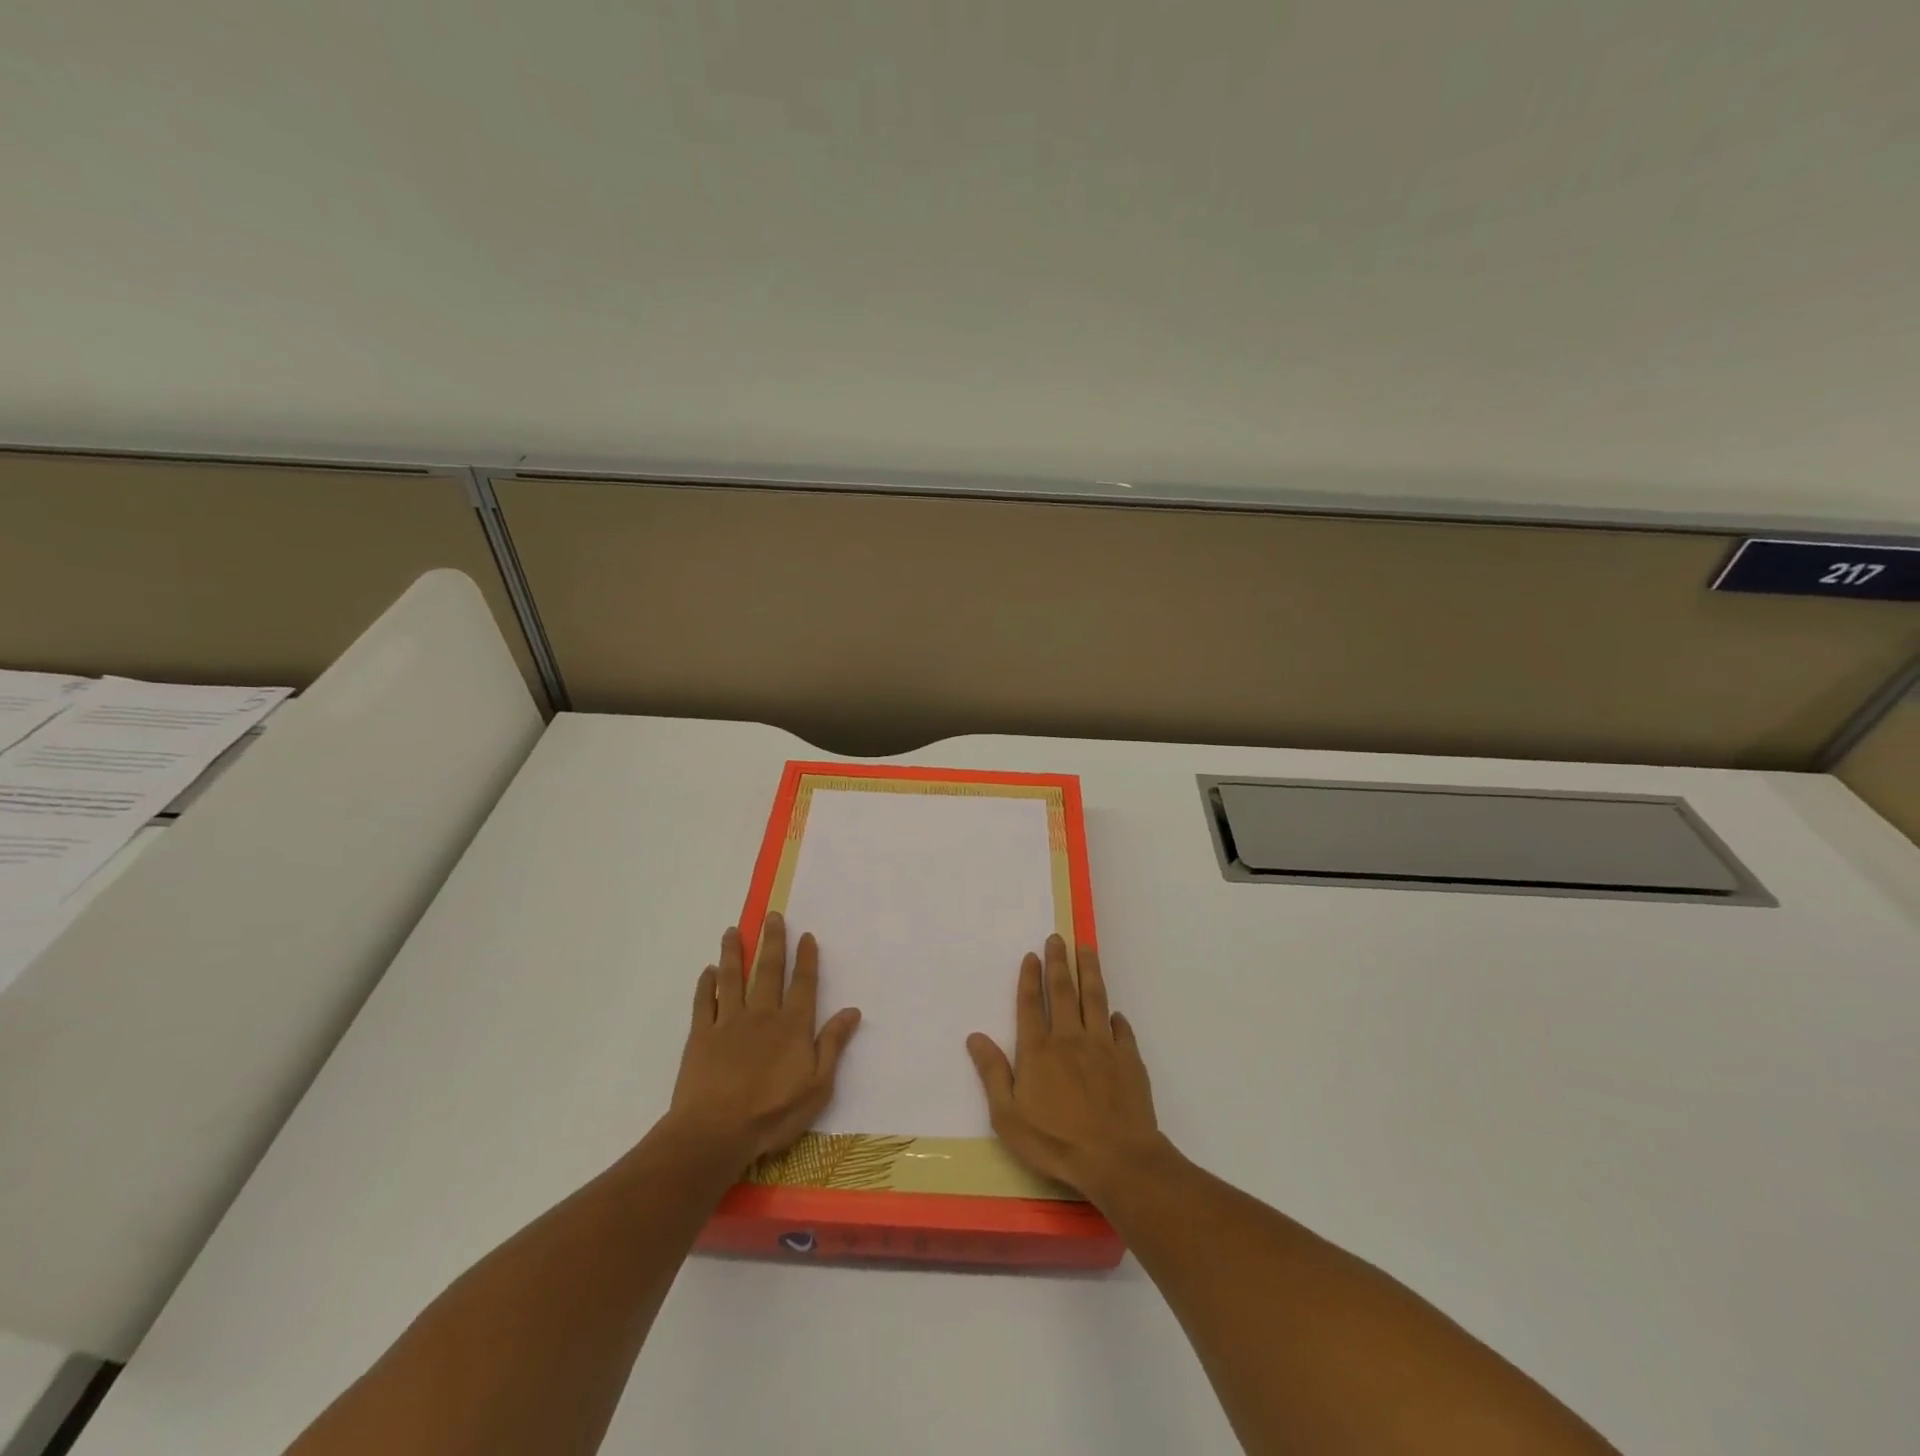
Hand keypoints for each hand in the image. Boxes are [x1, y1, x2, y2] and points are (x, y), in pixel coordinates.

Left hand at [665, 913, 861, 1164]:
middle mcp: (762, 1015)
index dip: (806, 958)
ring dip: (733, 953)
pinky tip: (708, 971)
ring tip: (733, 931)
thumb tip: (852, 1010)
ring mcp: (728, 1023)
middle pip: (768, 971)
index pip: (803, 984)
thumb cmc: (772, 1114)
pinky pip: (704, 1003)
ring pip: (732, 978)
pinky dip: (706, 985)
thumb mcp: (817, 1087)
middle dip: (772, 942)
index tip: (806, 935)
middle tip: (772, 916)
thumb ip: (833, 1045)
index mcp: (792, 1026)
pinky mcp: (701, 1036)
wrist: (714, 1133)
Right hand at [966, 935, 1164, 1202]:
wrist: (1116, 1159)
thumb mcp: (1009, 1117)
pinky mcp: (1129, 1060)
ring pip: (1095, 999)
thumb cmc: (1055, 1142)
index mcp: (1038, 1051)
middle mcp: (1069, 1039)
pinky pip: (1122, 1030)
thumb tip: (975, 1037)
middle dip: (1059, 962)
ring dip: (1090, 972)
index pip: (1031, 1004)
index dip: (1030, 978)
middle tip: (1058, 938)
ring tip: (1087, 949)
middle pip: (1063, 992)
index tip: (1032, 955)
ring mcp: (1103, 1047)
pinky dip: (1117, 1018)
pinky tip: (1115, 1012)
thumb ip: (993, 1074)